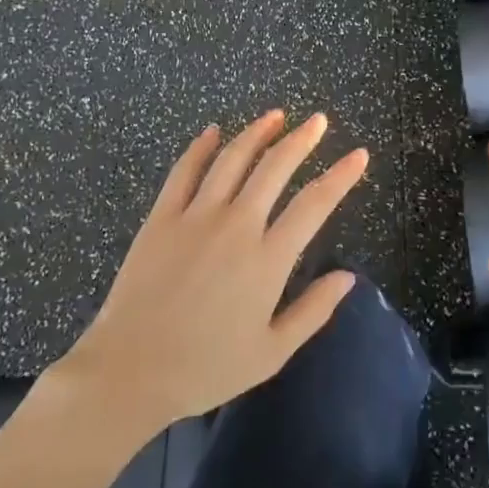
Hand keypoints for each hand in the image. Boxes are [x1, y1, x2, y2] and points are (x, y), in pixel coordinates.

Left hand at [51, 111, 365, 435]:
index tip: (359, 155)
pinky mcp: (161, 218)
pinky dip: (200, 147)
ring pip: (232, 160)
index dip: (341, 176)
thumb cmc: (205, 368)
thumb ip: (313, 311)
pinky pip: (184, 171)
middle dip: (302, 140)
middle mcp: (236, 226)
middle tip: (318, 121)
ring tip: (276, 115)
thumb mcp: (271, 353)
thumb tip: (349, 277)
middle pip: (275, 168)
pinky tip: (213, 131)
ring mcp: (195, 217)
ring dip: (257, 132)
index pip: (314, 204)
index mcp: (267, 260)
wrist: (129, 372)